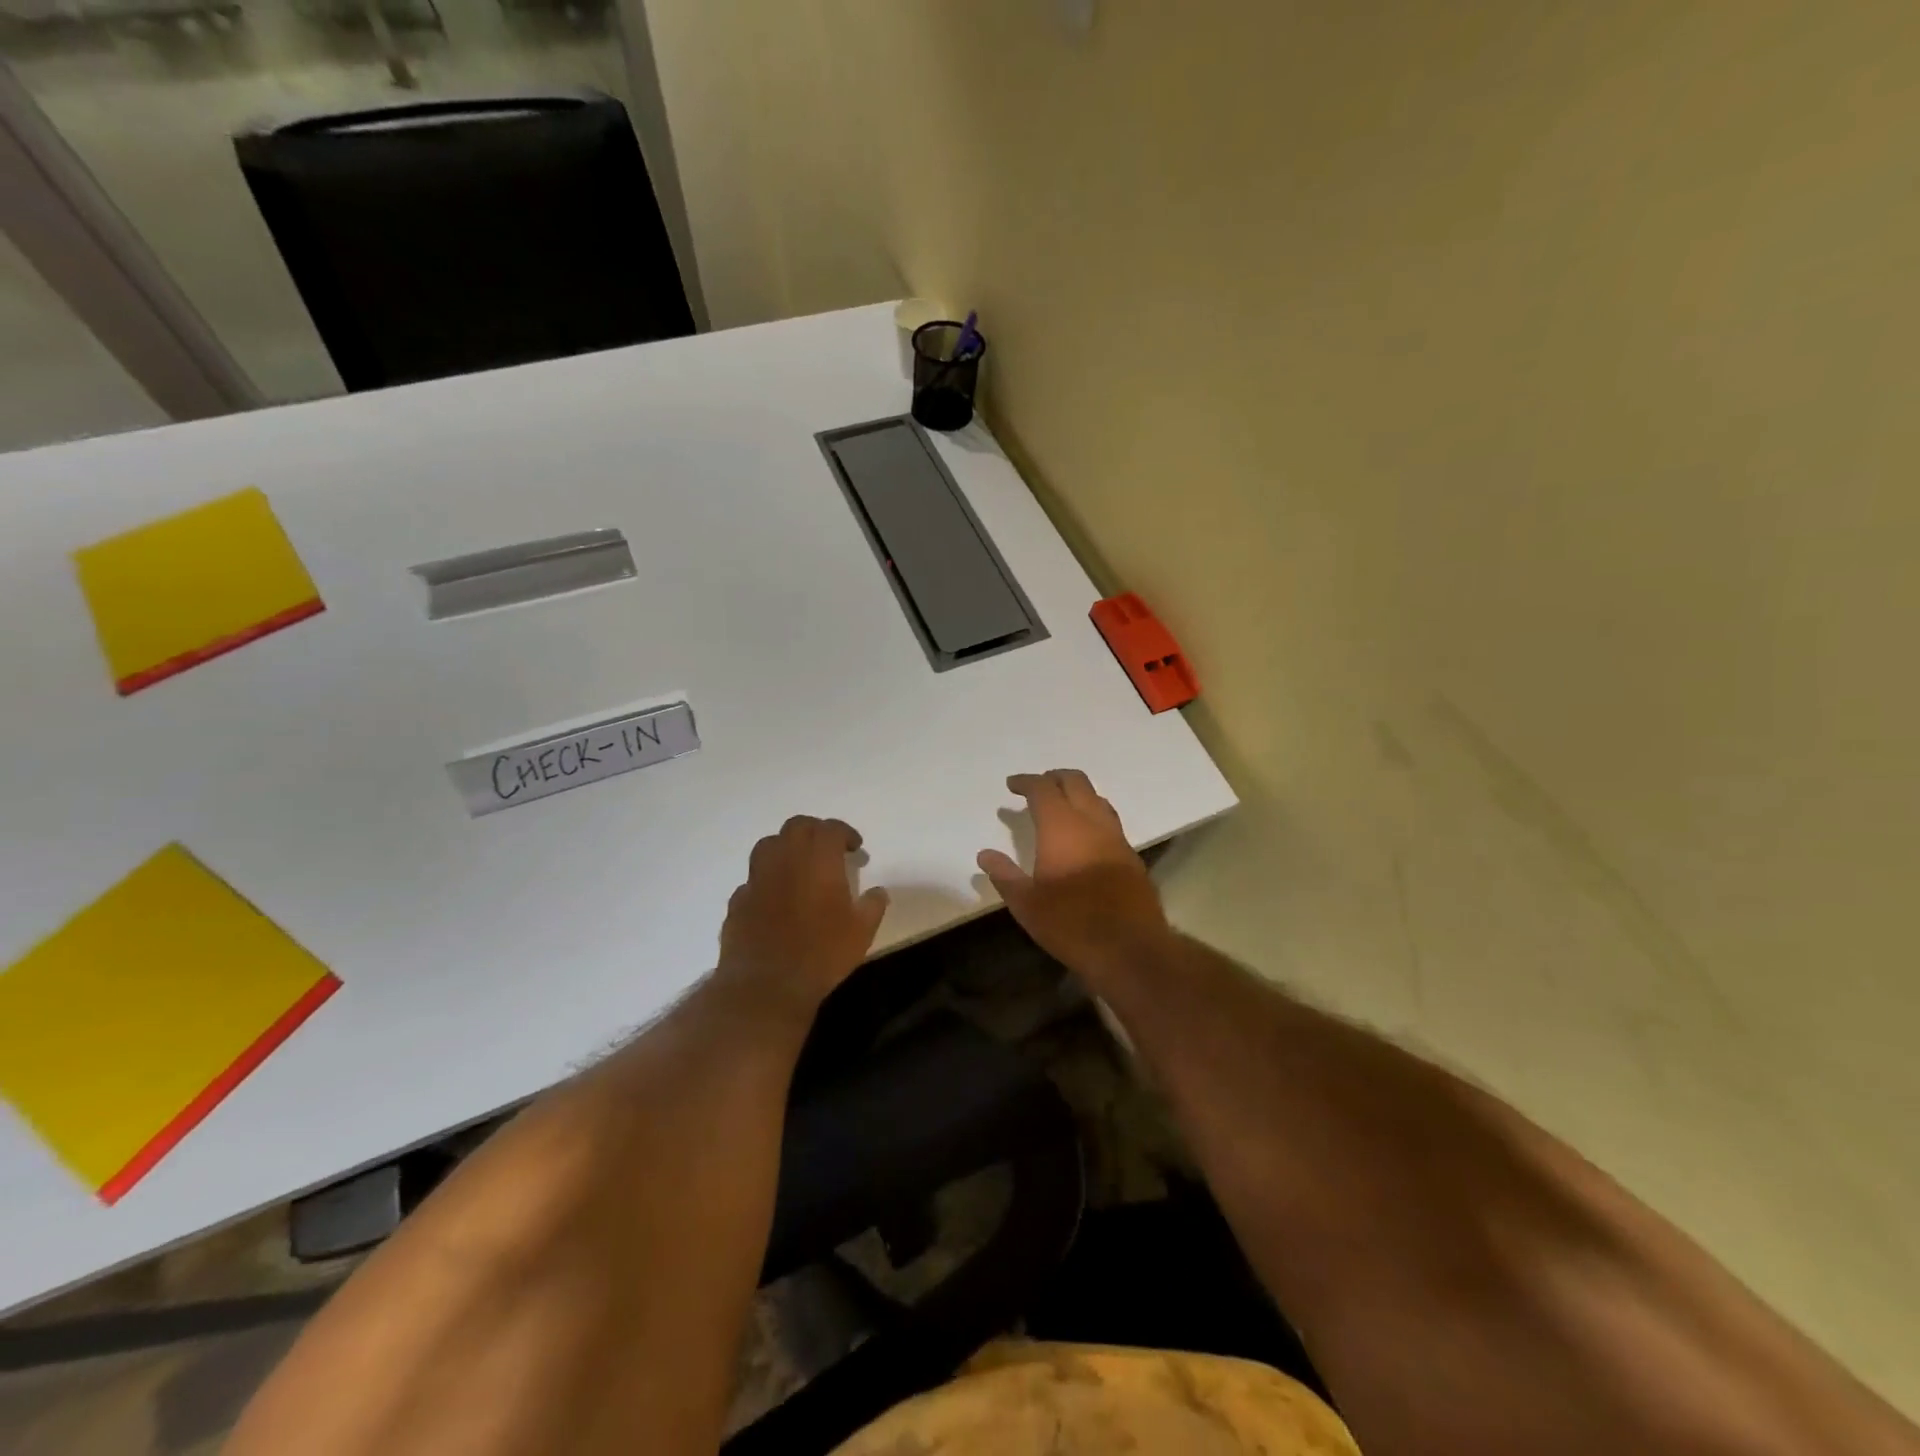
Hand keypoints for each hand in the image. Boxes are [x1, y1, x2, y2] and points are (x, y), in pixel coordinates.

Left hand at [718, 816, 888, 1016]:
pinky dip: (767, 879)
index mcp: (818, 860)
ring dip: (786, 847)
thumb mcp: (862, 932)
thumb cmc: (822, 954)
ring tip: (799, 866)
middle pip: (797, 827)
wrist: (766, 985)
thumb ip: (872, 906)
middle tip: (828, 849)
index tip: (855, 848)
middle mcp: (785, 859)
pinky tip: (776, 897)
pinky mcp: (738, 900)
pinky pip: (753, 878)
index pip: (830, 829)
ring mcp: (757, 878)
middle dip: (815, 831)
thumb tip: (878, 892)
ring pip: (769, 845)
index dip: (845, 833)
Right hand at [977, 770, 1172, 975]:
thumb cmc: (1071, 924)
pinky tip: (1085, 837)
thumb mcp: (1027, 904)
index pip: (1043, 789)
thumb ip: (1004, 875)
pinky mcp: (1131, 856)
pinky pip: (1110, 822)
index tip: (1012, 785)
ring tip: (1061, 806)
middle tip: (1037, 787)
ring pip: (1097, 799)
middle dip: (1054, 778)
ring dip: (1078, 794)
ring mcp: (1116, 838)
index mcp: (1062, 826)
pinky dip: (1093, 816)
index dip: (1026, 782)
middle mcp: (1092, 822)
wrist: (1130, 949)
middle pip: (1076, 782)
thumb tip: (985, 855)